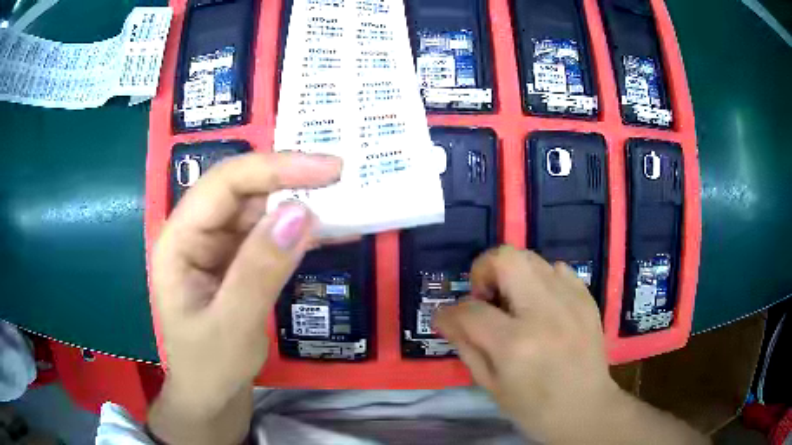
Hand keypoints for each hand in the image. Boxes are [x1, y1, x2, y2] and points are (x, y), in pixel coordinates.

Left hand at [148, 152, 341, 444]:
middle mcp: (195, 233)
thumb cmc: (209, 368)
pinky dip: (297, 229)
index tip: (328, 169)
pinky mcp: (236, 260)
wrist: (211, 396)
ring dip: (297, 200)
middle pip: (241, 188)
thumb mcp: (233, 326)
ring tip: (342, 198)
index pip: (223, 185)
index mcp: (179, 241)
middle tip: (342, 175)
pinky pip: (268, 233)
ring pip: (258, 206)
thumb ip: (261, 270)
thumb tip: (302, 212)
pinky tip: (326, 229)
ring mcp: (216, 246)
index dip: (274, 168)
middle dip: (289, 177)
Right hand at [435, 246, 707, 443]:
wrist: (592, 411)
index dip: (452, 309)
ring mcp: (573, 300)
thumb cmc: (537, 411)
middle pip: (507, 256)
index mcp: (519, 342)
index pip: (468, 307)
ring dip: (515, 274)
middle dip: (485, 267)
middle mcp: (547, 311)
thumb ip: (469, 348)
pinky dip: (540, 280)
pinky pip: (555, 270)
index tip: (450, 316)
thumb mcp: (493, 389)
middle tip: (486, 296)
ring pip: (534, 257)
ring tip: (516, 304)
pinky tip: (543, 307)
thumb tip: (451, 316)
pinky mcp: (588, 297)